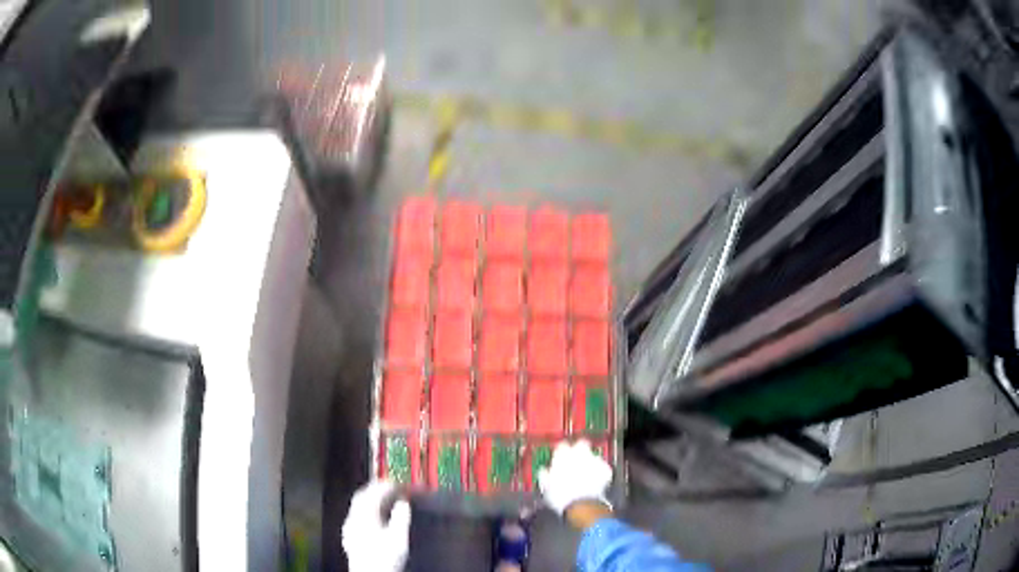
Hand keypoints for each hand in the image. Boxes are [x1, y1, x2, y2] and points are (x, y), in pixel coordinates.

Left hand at [342, 481, 411, 571]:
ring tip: (385, 500)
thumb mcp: (399, 538)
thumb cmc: (385, 558)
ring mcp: (349, 527)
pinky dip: (367, 511)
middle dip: (376, 489)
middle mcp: (353, 518)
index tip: (397, 481)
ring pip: (358, 506)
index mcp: (364, 515)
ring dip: (371, 499)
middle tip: (389, 485)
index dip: (386, 484)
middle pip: (362, 496)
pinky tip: (375, 518)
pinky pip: (357, 516)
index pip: (374, 492)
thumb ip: (401, 517)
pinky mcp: (350, 537)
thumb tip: (403, 503)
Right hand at [537, 440, 612, 517]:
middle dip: (580, 450)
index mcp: (563, 456)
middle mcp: (580, 453)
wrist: (582, 505)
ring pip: (593, 456)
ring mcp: (595, 460)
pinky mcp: (606, 469)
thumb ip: (545, 474)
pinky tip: (596, 482)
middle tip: (577, 462)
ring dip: (590, 463)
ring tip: (587, 475)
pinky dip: (600, 473)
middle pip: (581, 444)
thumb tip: (545, 471)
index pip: (562, 445)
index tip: (561, 458)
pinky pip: (603, 467)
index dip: (562, 452)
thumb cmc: (560, 497)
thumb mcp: (546, 487)